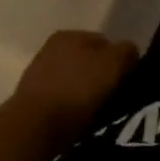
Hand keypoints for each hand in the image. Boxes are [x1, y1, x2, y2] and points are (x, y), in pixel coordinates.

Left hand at [12, 30, 138, 145]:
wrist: (33, 127)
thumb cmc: (77, 90)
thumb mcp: (113, 64)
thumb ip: (126, 51)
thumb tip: (129, 52)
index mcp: (70, 34)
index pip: (105, 42)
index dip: (120, 60)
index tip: (128, 81)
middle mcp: (51, 48)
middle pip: (88, 61)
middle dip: (101, 76)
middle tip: (115, 96)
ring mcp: (37, 74)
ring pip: (74, 81)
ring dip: (85, 93)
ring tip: (98, 112)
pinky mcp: (30, 101)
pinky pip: (61, 100)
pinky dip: (71, 107)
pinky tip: (78, 120)